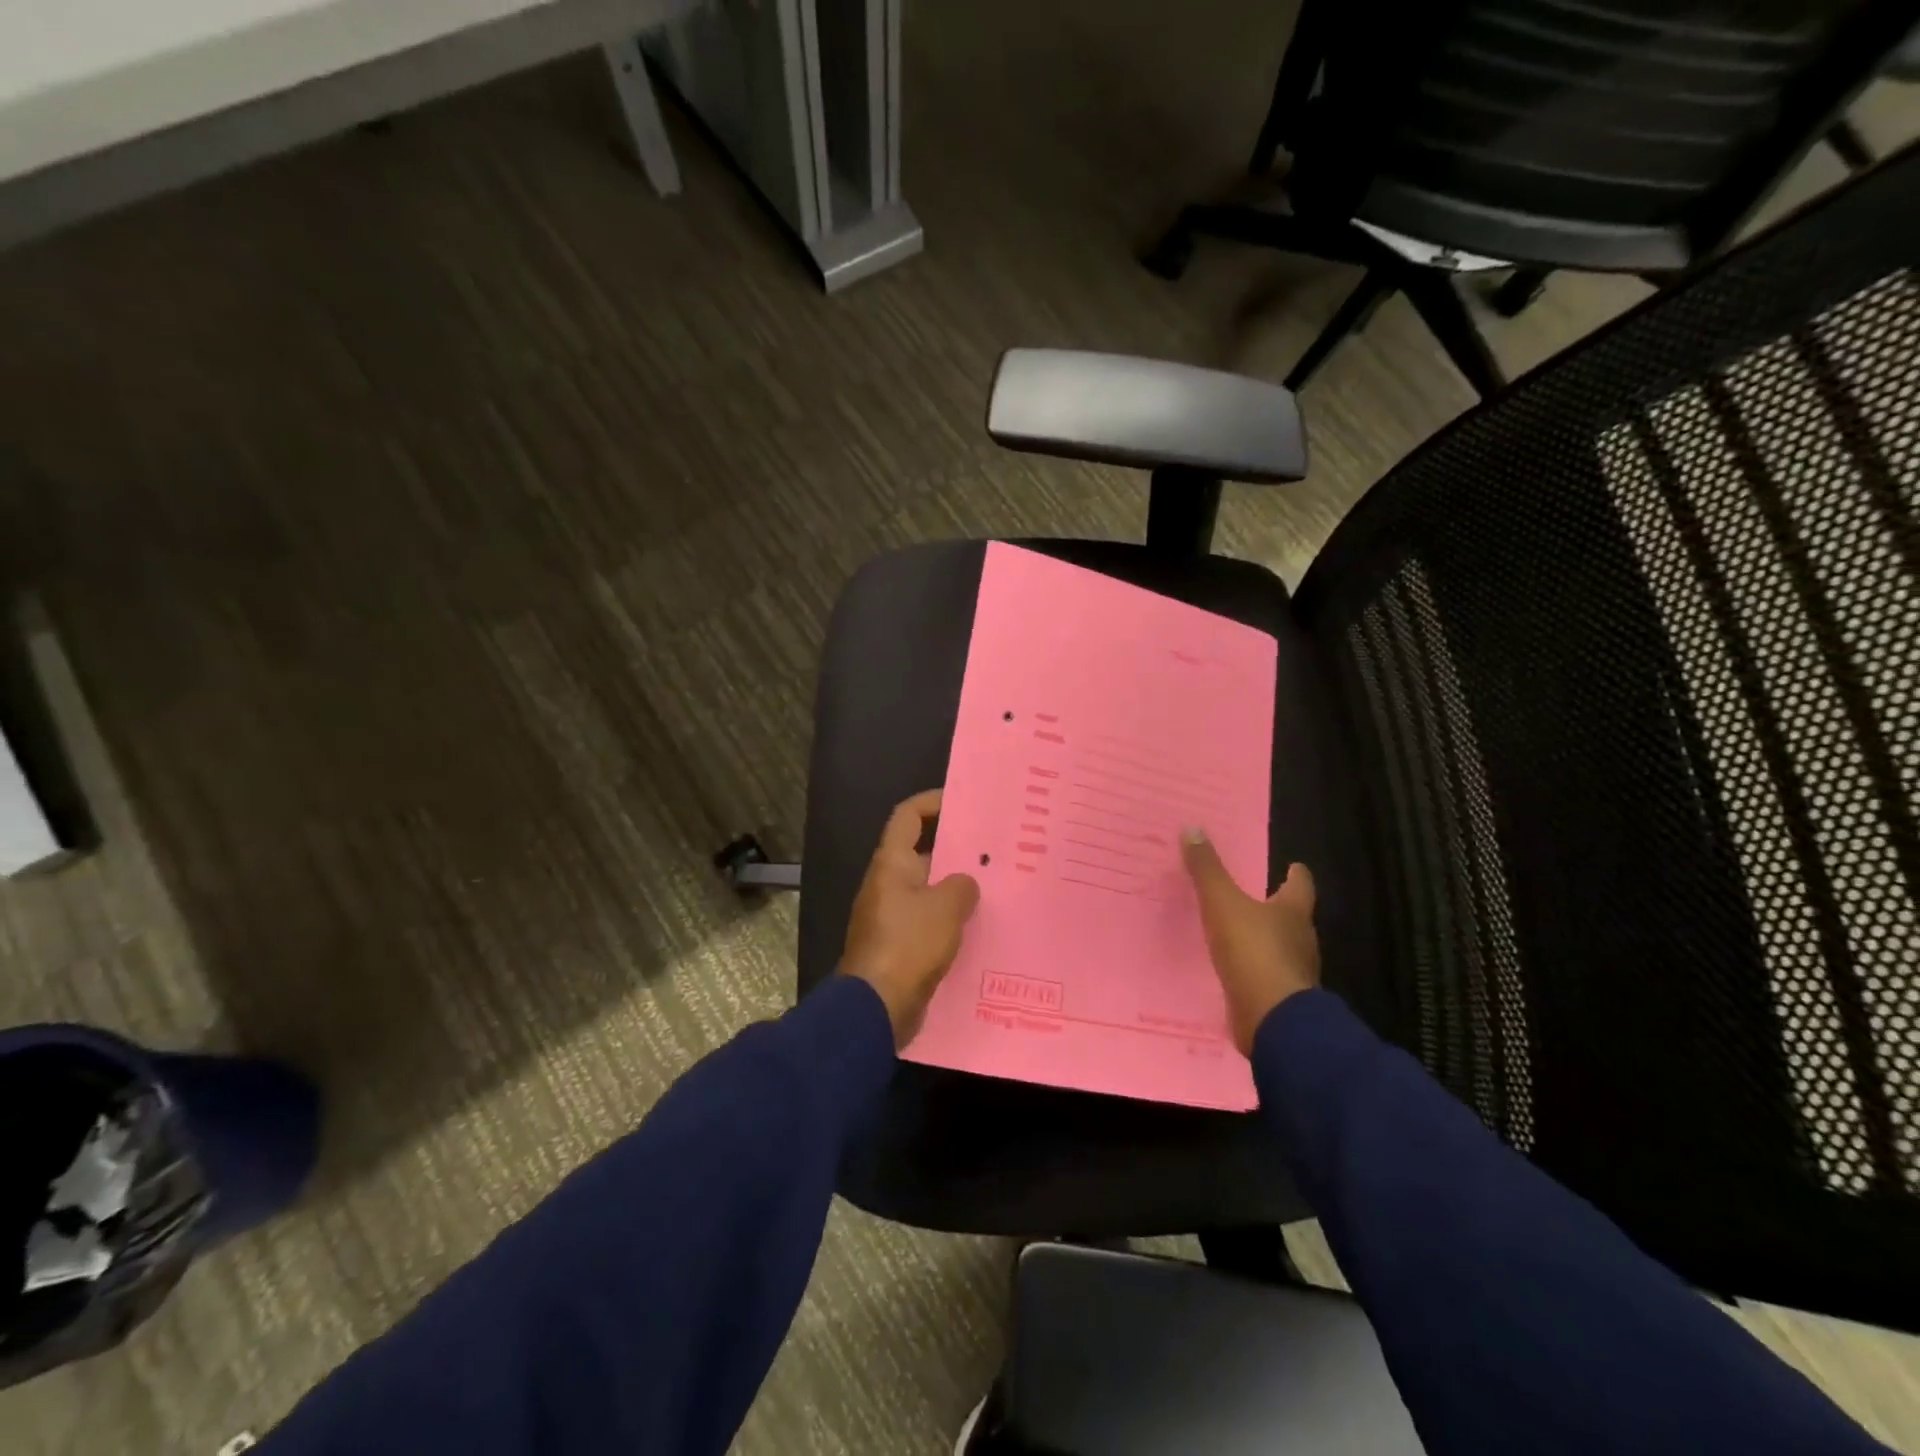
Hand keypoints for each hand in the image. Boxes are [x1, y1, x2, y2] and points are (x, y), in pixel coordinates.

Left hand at [840, 789, 980, 1047]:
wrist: (877, 1007)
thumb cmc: (909, 945)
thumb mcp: (946, 908)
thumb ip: (962, 886)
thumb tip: (965, 883)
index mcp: (892, 864)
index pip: (908, 817)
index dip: (932, 803)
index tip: (963, 802)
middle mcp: (888, 884)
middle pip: (922, 853)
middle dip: (956, 849)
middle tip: (995, 849)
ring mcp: (892, 916)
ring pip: (929, 890)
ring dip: (957, 888)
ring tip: (997, 887)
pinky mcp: (900, 946)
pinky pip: (929, 921)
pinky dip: (951, 919)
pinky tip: (982, 927)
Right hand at [1181, 829, 1319, 1055]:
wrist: (1272, 1020)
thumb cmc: (1254, 951)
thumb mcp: (1222, 904)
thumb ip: (1207, 870)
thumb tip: (1193, 828)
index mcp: (1293, 912)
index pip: (1301, 885)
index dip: (1296, 874)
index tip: (1293, 866)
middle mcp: (1300, 940)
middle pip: (1293, 917)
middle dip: (1277, 907)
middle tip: (1255, 895)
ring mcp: (1293, 973)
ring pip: (1281, 949)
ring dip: (1264, 941)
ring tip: (1238, 933)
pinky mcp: (1279, 1000)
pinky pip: (1265, 978)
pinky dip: (1253, 971)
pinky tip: (1234, 971)